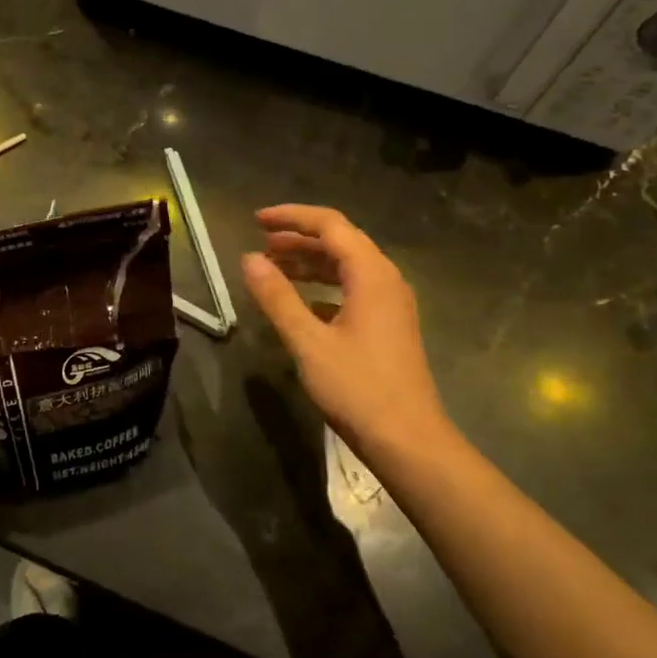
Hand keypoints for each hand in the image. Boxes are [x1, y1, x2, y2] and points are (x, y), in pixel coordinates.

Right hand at [240, 205, 454, 464]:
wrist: (408, 440)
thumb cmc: (357, 388)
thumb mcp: (308, 342)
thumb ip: (277, 297)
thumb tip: (248, 259)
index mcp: (371, 274)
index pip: (330, 225)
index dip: (291, 217)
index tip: (256, 220)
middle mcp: (386, 279)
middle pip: (340, 242)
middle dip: (298, 239)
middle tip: (260, 246)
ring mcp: (391, 304)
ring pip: (347, 268)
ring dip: (310, 264)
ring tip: (273, 269)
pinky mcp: (389, 326)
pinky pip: (352, 290)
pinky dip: (323, 288)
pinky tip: (300, 305)